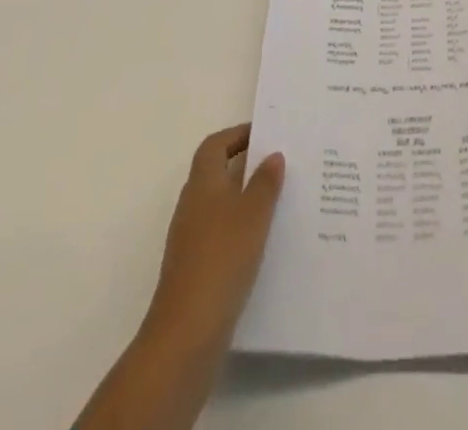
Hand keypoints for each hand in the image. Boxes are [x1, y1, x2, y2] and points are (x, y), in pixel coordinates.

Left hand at [75, 125, 282, 429]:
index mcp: (202, 184)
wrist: (187, 332)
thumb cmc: (222, 258)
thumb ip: (265, 182)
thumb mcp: (253, 214)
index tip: (265, 135)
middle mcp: (192, 205)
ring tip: (280, 201)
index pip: (214, 145)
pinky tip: (264, 242)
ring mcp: (190, 240)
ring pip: (220, 205)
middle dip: (246, 166)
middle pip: (216, 173)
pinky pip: (221, 234)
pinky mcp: (195, 269)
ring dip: (245, 199)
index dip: (237, 135)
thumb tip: (272, 155)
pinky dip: (240, 230)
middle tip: (280, 165)